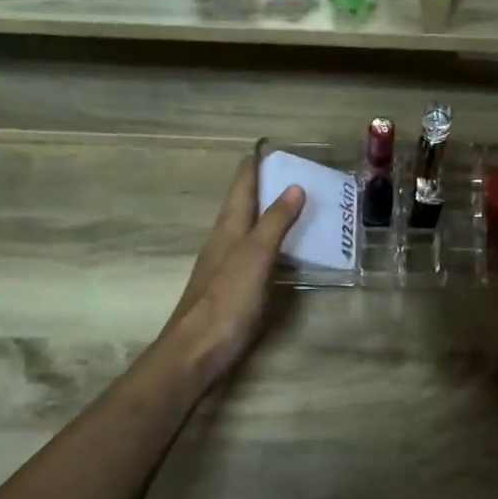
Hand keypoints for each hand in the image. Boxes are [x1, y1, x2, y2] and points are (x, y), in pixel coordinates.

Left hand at [159, 156, 305, 386]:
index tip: (275, 146)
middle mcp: (225, 239)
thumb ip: (275, 222)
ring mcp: (227, 264)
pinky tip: (287, 251)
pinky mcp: (233, 287)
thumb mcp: (255, 256)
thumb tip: (295, 185)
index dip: (256, 163)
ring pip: (250, 228)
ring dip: (272, 213)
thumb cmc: (226, 300)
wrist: (196, 352)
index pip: (242, 184)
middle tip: (301, 173)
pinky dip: (273, 242)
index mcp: (229, 226)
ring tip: (302, 205)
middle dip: (268, 185)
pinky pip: (256, 253)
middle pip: (245, 203)